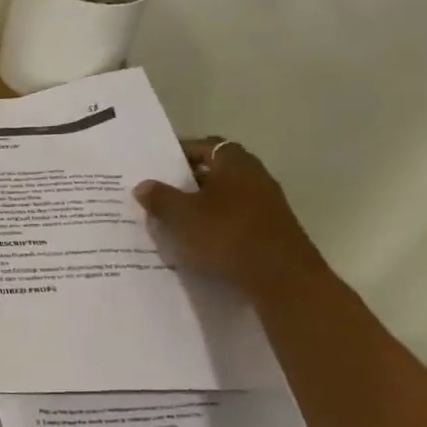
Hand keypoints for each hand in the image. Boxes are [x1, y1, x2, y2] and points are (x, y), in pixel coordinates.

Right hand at [134, 137, 325, 296]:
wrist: (282, 280)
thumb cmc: (226, 236)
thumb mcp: (181, 216)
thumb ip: (159, 197)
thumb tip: (144, 185)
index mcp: (235, 163)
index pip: (204, 146)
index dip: (180, 154)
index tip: (157, 167)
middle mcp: (255, 178)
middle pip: (215, 173)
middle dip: (186, 183)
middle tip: (158, 195)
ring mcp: (266, 206)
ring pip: (224, 199)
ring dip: (200, 207)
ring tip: (172, 222)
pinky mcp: (270, 232)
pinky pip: (234, 221)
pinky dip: (214, 227)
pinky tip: (196, 244)